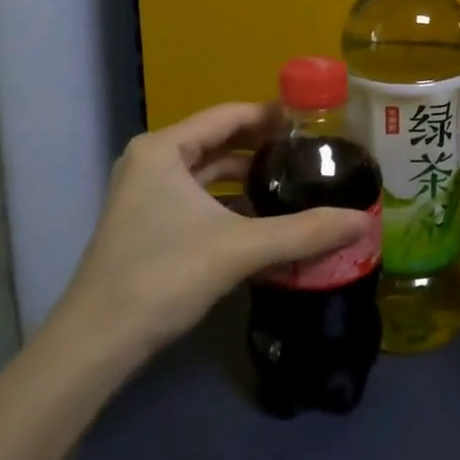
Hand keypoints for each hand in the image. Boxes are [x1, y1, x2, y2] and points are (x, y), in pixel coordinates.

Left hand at [50, 103, 367, 365]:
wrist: (95, 343)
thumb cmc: (163, 276)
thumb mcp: (239, 249)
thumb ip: (304, 232)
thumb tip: (364, 222)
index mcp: (164, 149)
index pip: (230, 115)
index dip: (274, 115)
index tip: (316, 121)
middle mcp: (151, 161)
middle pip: (219, 141)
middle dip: (265, 147)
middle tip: (313, 152)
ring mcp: (145, 194)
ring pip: (208, 173)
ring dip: (248, 178)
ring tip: (296, 183)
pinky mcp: (147, 224)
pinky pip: (198, 199)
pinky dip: (230, 203)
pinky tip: (264, 219)